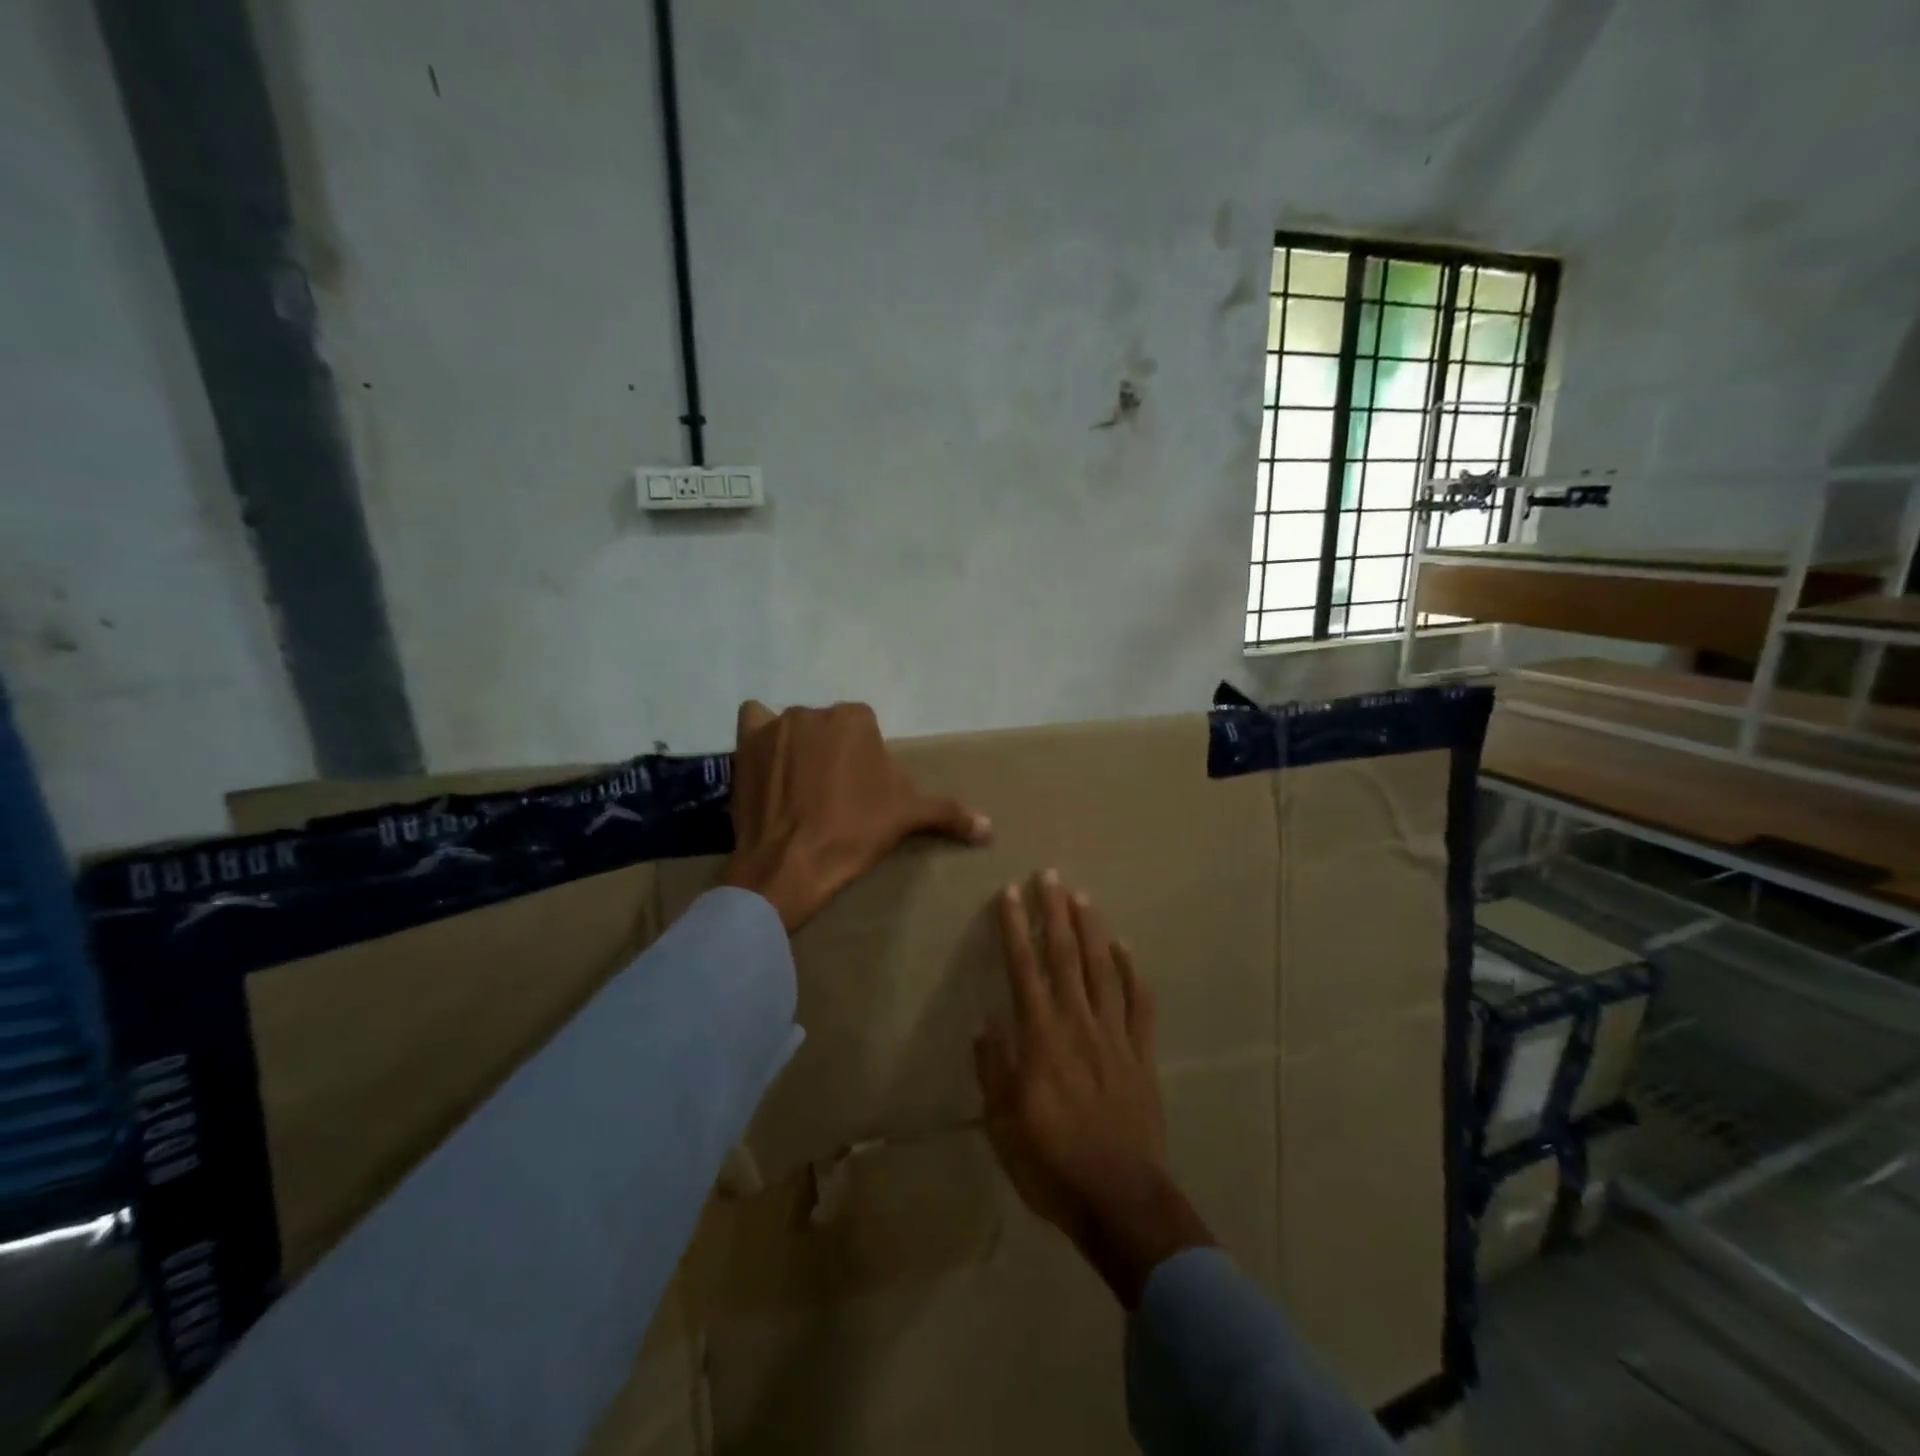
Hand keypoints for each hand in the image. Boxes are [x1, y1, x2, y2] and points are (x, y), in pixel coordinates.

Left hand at [718, 699, 990, 931]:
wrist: (791, 864)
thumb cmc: (854, 833)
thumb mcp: (906, 818)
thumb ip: (949, 813)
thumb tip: (990, 828)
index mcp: (856, 718)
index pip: (865, 728)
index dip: (866, 759)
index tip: (862, 791)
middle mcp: (814, 711)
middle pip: (829, 727)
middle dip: (833, 752)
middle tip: (833, 793)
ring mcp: (775, 725)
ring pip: (794, 727)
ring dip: (799, 746)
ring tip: (800, 787)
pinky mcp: (744, 744)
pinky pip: (754, 722)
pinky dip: (761, 735)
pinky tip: (768, 761)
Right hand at [974, 872, 1213, 1308]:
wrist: (1119, 1198)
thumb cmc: (1051, 1162)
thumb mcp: (1003, 1123)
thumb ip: (994, 1069)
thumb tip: (986, 1024)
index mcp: (1041, 1037)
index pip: (1024, 969)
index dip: (1015, 929)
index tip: (1010, 894)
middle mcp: (1078, 1024)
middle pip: (1065, 957)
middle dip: (1055, 913)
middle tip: (1050, 876)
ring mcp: (1114, 1036)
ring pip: (1103, 971)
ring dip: (1092, 931)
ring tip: (1082, 898)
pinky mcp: (1141, 1055)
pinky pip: (1139, 1005)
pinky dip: (1133, 974)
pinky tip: (1126, 949)